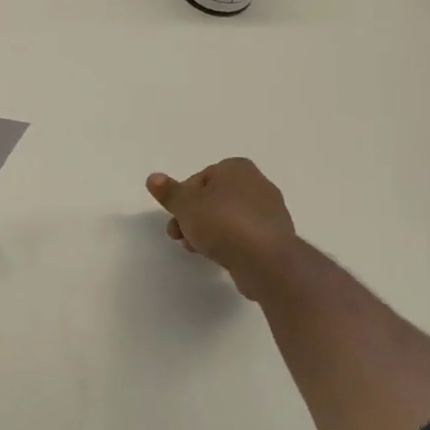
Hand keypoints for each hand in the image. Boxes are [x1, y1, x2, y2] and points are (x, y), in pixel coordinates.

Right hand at [146, 158, 297, 288]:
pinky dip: (229, 243)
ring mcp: (270, 212)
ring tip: (194, 248)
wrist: (266, 260)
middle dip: (193, 217)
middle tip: (178, 234)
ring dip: (208, 231)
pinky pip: (244, 236)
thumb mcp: (186, 205)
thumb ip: (169, 192)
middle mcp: (257, 184)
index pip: (201, 178)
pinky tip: (218, 257)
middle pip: (214, 198)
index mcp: (237, 168)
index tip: (176, 215)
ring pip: (228, 218)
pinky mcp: (275, 237)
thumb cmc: (222, 223)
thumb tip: (153, 178)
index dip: (183, 197)